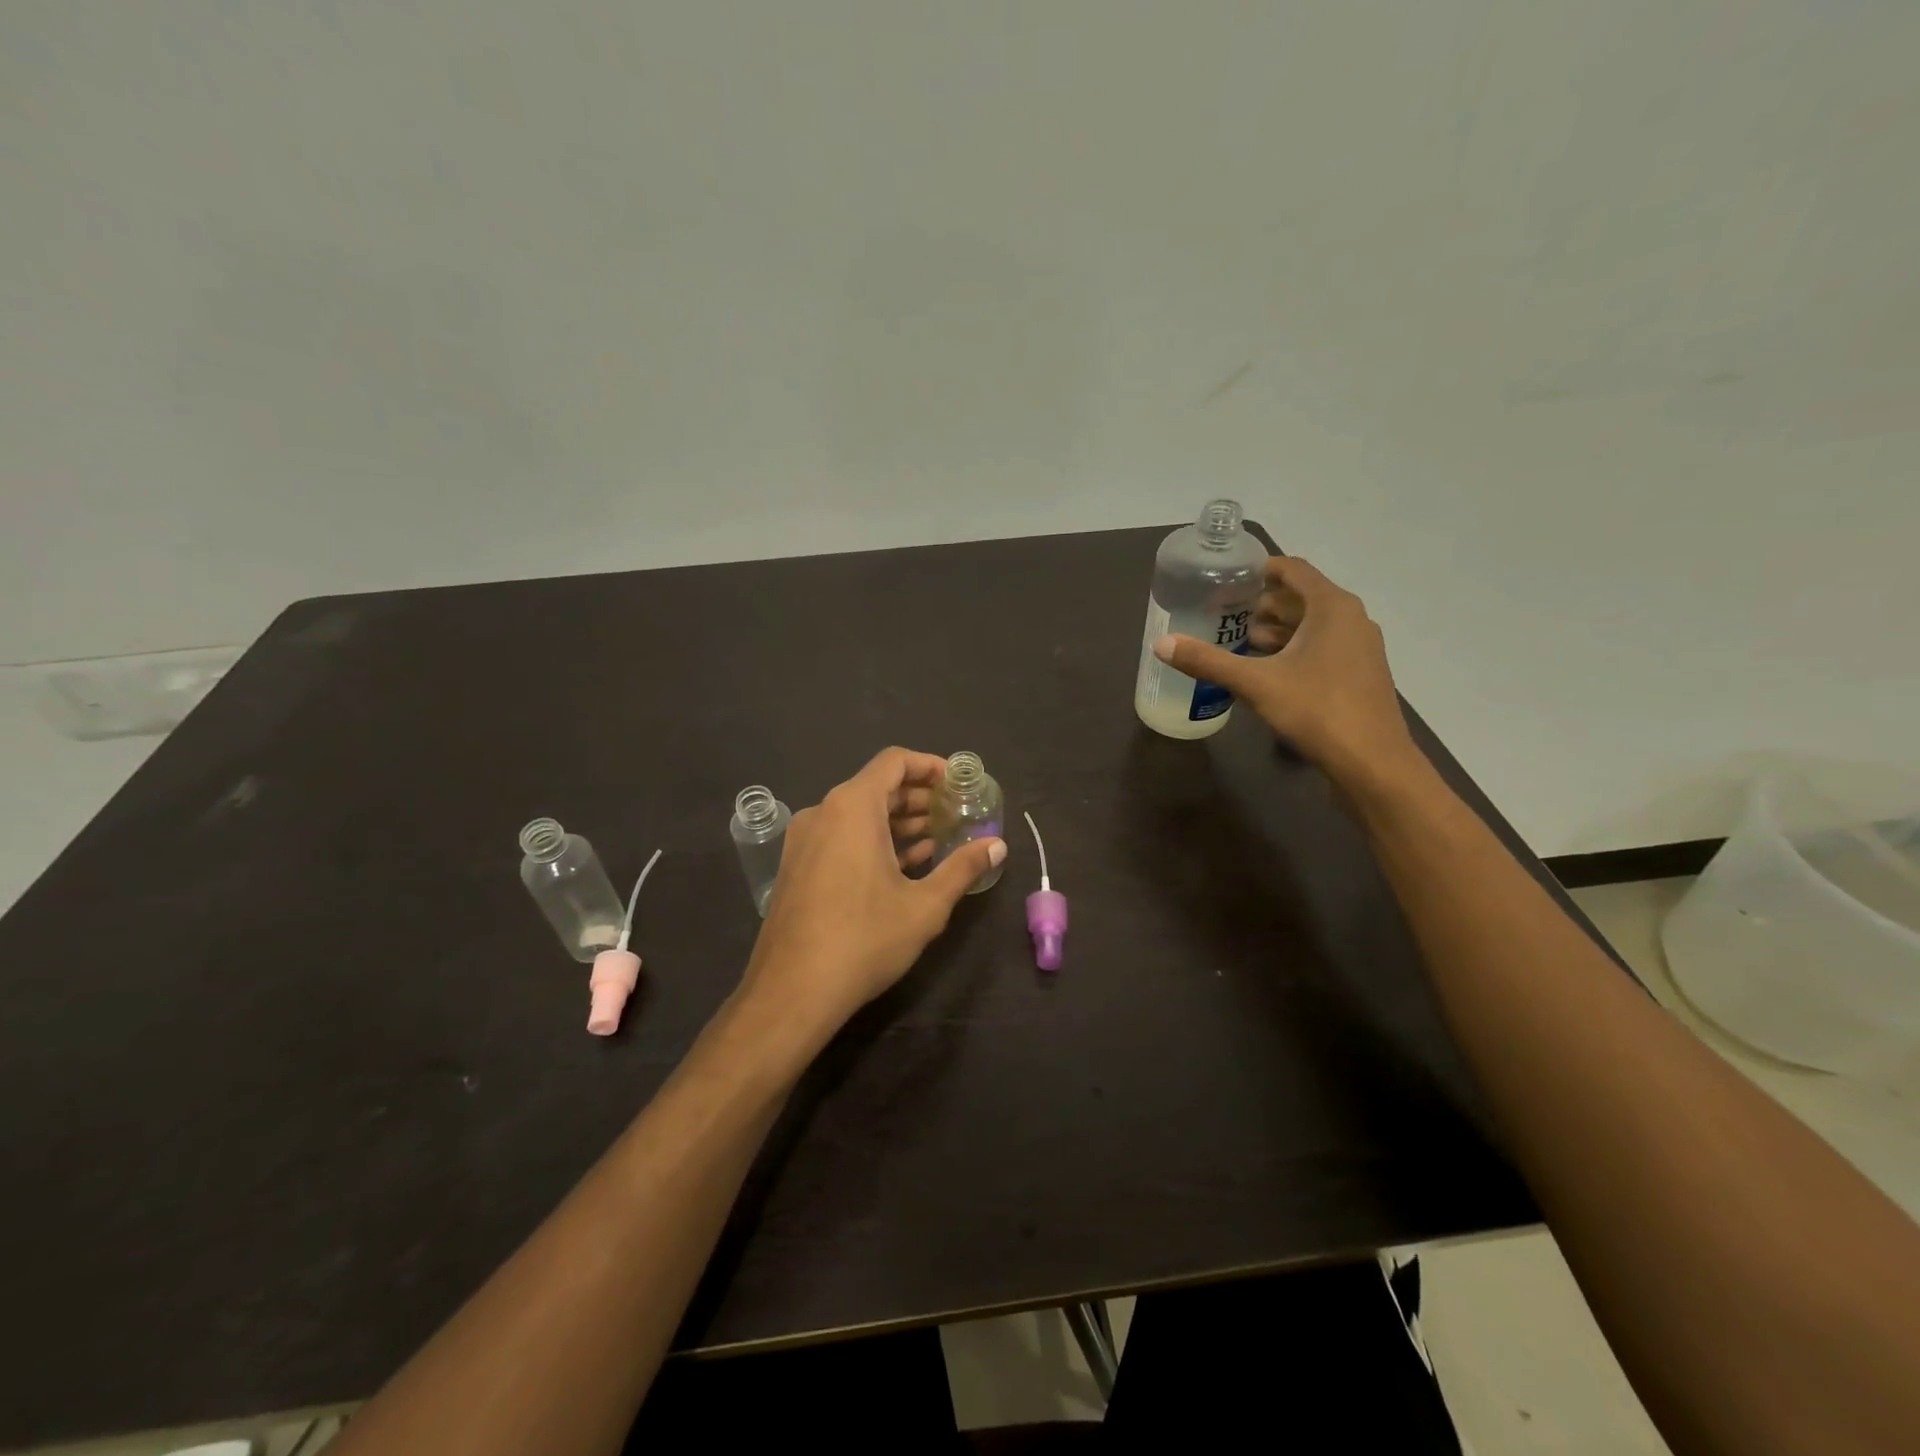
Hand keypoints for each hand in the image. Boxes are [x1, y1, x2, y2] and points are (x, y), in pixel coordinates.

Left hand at [739, 747, 1005, 1042]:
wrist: (791, 992)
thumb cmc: (864, 939)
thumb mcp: (925, 905)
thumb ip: (962, 867)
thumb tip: (997, 845)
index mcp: (852, 807)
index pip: (894, 761)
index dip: (930, 766)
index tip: (958, 784)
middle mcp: (823, 812)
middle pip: (876, 786)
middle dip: (919, 799)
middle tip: (955, 816)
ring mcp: (804, 840)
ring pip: (858, 814)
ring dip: (898, 822)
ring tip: (936, 842)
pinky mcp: (797, 866)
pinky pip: (841, 836)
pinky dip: (873, 841)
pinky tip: (902, 867)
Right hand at [1152, 557, 1425, 796]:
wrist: (1372, 762)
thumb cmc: (1316, 710)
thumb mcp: (1255, 683)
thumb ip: (1208, 661)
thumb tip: (1162, 644)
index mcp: (1331, 607)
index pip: (1293, 569)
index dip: (1259, 569)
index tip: (1227, 577)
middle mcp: (1351, 619)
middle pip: (1301, 597)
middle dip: (1262, 603)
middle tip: (1222, 611)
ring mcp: (1359, 647)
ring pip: (1312, 625)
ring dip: (1277, 628)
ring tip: (1237, 638)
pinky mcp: (1358, 673)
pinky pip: (1321, 647)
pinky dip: (1293, 649)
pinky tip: (1265, 669)